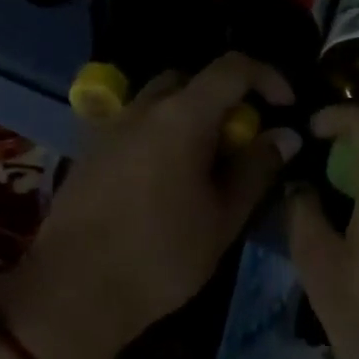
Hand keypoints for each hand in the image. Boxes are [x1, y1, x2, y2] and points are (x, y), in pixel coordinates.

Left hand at [0, 53, 298, 358]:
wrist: (73, 290)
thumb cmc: (160, 255)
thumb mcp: (222, 217)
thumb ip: (256, 168)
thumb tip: (285, 135)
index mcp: (182, 115)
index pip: (232, 68)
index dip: (267, 76)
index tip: (285, 106)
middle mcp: (144, 107)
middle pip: (192, 78)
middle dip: (224, 97)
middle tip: (240, 139)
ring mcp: (111, 126)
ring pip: (159, 100)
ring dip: (189, 115)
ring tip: (203, 161)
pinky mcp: (90, 150)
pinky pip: (135, 124)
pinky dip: (159, 133)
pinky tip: (163, 179)